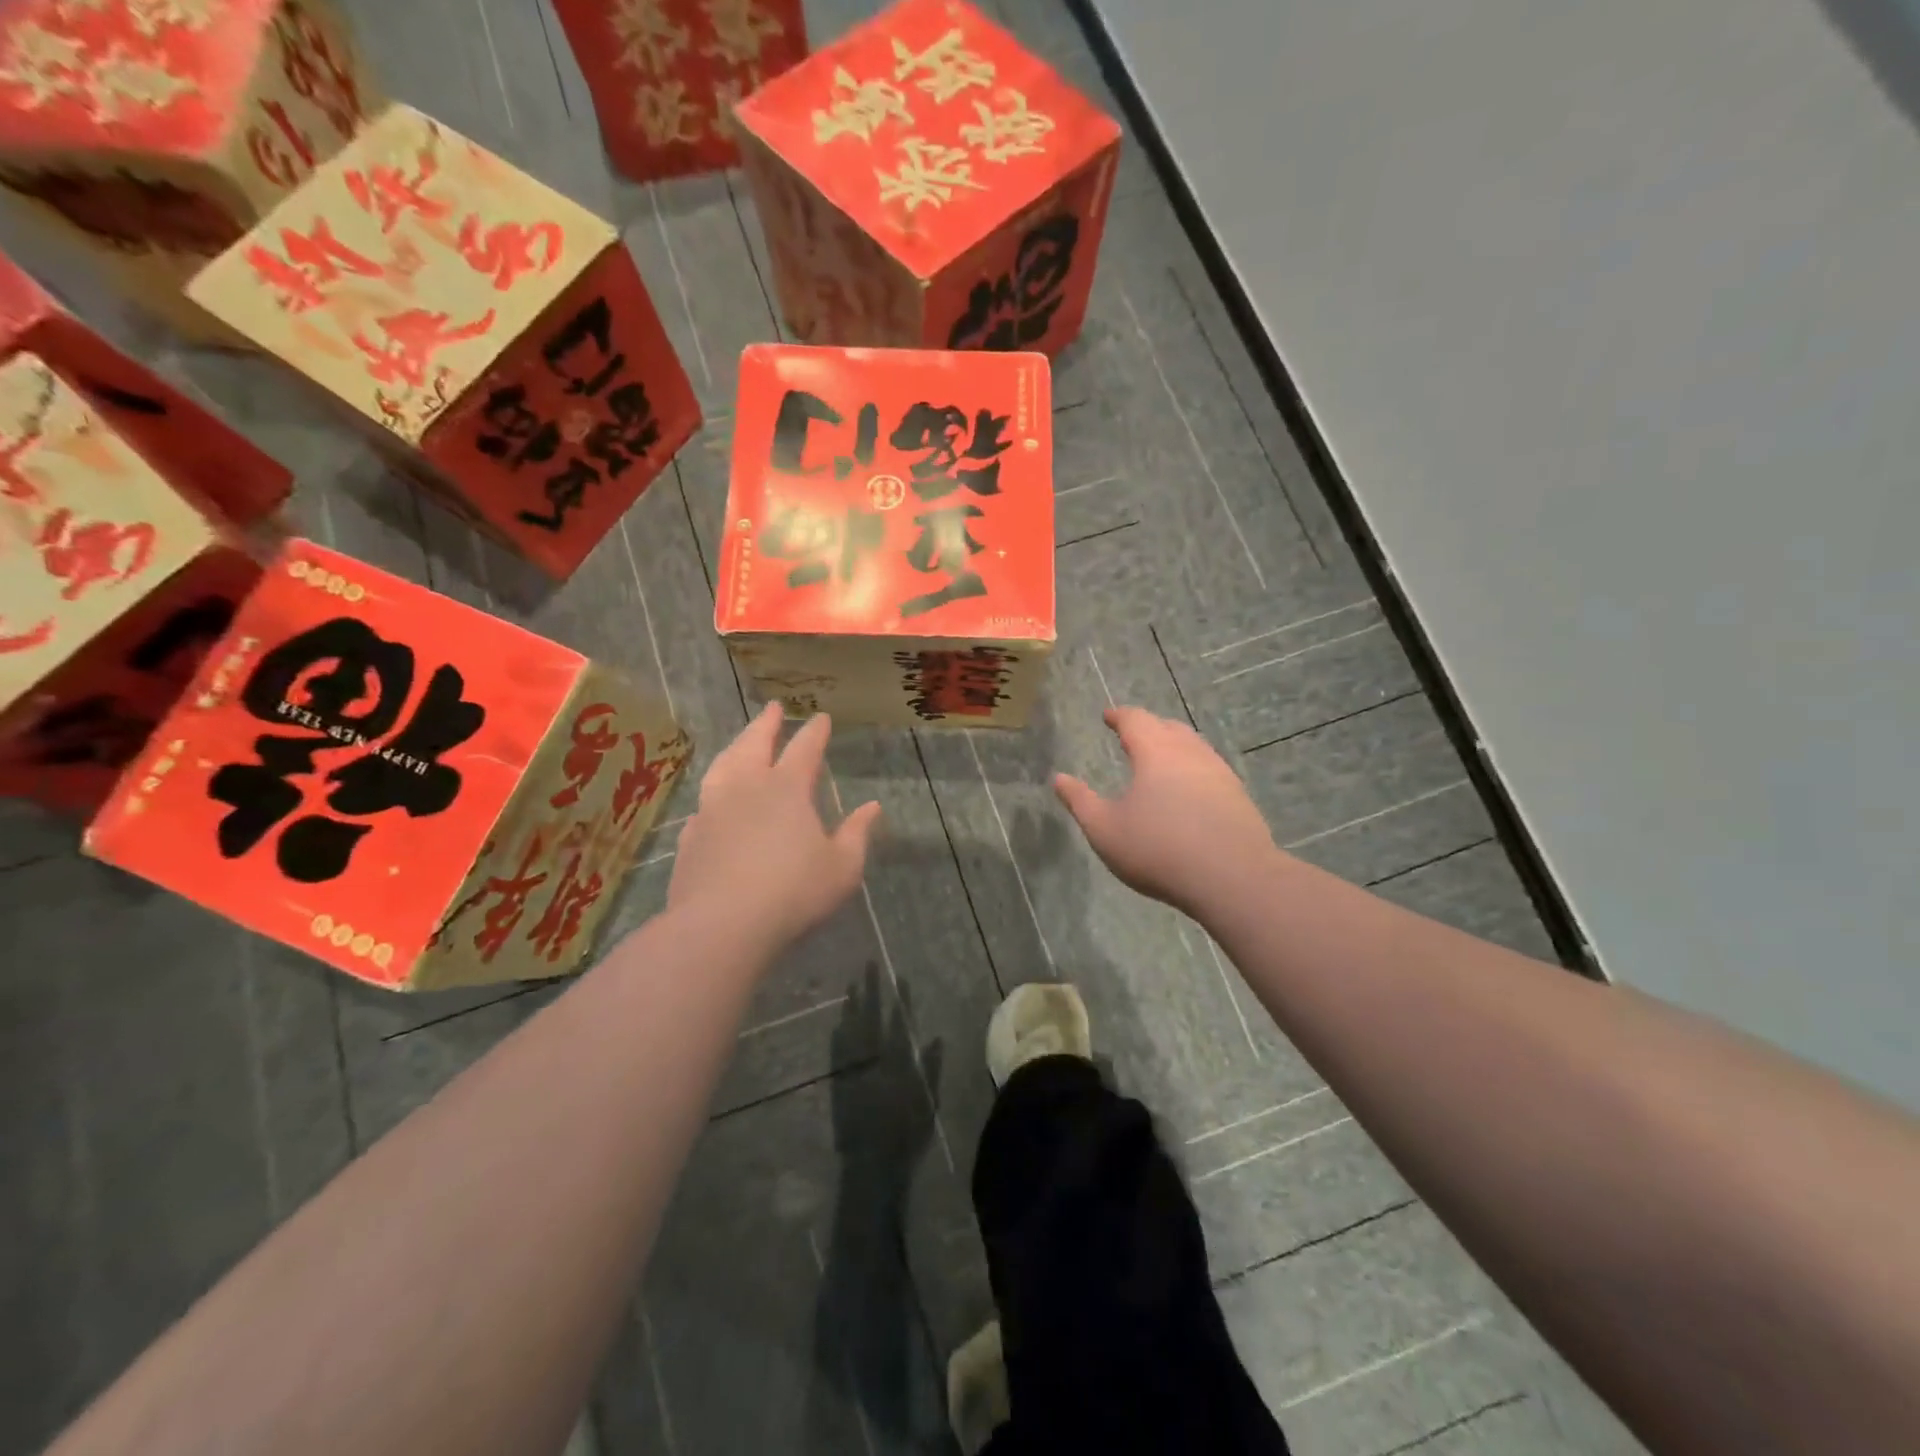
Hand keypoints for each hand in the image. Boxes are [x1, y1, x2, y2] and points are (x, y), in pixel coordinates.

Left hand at [669, 703, 881, 950]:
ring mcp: (712, 810)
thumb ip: (857, 834)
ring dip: (734, 748)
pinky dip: (712, 793)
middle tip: (772, 707)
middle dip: (766, 724)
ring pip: (722, 766)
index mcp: (787, 789)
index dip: (815, 731)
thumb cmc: (793, 892)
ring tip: (740, 742)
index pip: (805, 748)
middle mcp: (746, 788)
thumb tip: (873, 807)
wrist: (721, 925)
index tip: (821, 717)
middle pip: (754, 744)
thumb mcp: (842, 867)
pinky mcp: (691, 836)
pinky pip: (703, 804)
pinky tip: (712, 801)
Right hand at [1055, 706, 1275, 916]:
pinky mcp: (1238, 796)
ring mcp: (1219, 772)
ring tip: (1160, 759)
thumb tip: (1058, 778)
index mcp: (1155, 752)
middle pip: (1168, 727)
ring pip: (1193, 746)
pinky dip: (1192, 768)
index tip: (1108, 716)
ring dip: (1173, 745)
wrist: (1233, 878)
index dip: (1119, 716)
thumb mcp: (1105, 830)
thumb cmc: (1159, 849)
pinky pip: (1210, 769)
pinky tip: (1189, 789)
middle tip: (1131, 735)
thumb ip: (1080, 801)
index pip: (1135, 720)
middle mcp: (1190, 752)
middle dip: (1148, 727)